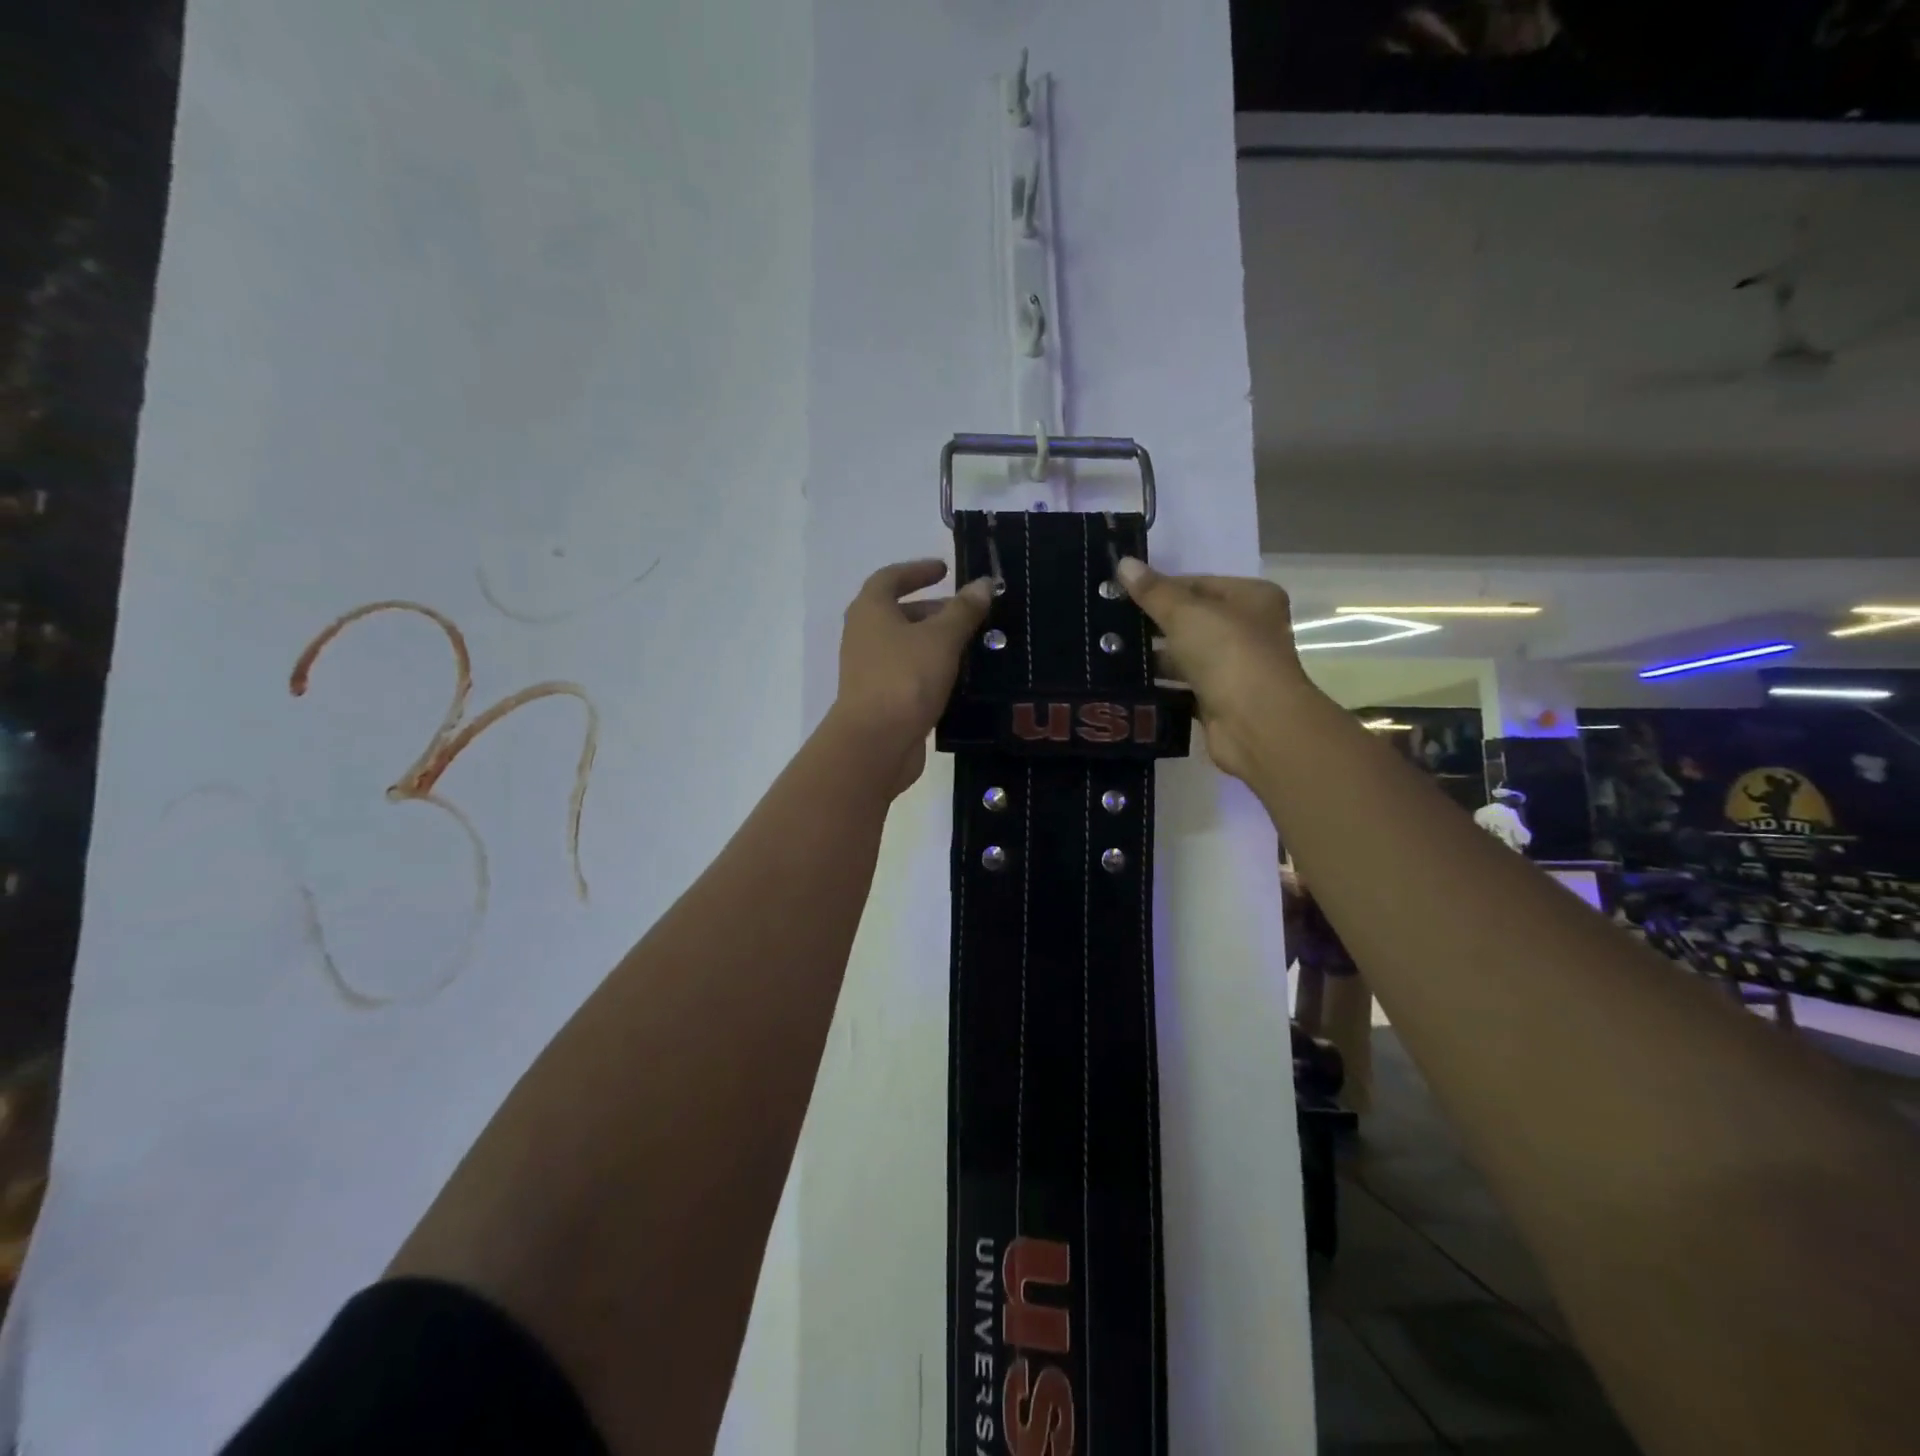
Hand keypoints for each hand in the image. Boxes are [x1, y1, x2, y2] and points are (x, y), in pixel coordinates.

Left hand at [832, 559, 993, 793]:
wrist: (876, 742)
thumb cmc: (905, 678)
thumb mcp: (941, 638)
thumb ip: (964, 610)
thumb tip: (984, 583)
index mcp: (870, 610)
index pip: (891, 578)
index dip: (918, 570)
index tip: (945, 570)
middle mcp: (864, 636)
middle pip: (899, 613)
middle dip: (934, 610)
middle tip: (969, 613)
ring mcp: (870, 670)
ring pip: (906, 646)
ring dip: (935, 642)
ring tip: (972, 645)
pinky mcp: (881, 699)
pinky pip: (909, 673)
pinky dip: (932, 669)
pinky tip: (960, 678)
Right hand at [1116, 557, 1310, 782]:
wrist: (1255, 723)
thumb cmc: (1228, 654)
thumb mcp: (1186, 614)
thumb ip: (1153, 592)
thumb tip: (1124, 562)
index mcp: (1251, 598)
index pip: (1197, 584)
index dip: (1159, 587)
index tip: (1119, 593)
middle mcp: (1248, 630)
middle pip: (1190, 620)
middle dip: (1151, 623)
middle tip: (1106, 622)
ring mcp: (1233, 668)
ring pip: (1184, 655)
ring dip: (1152, 656)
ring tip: (1107, 651)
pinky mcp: (1218, 701)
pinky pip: (1180, 686)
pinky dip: (1158, 685)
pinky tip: (1124, 681)